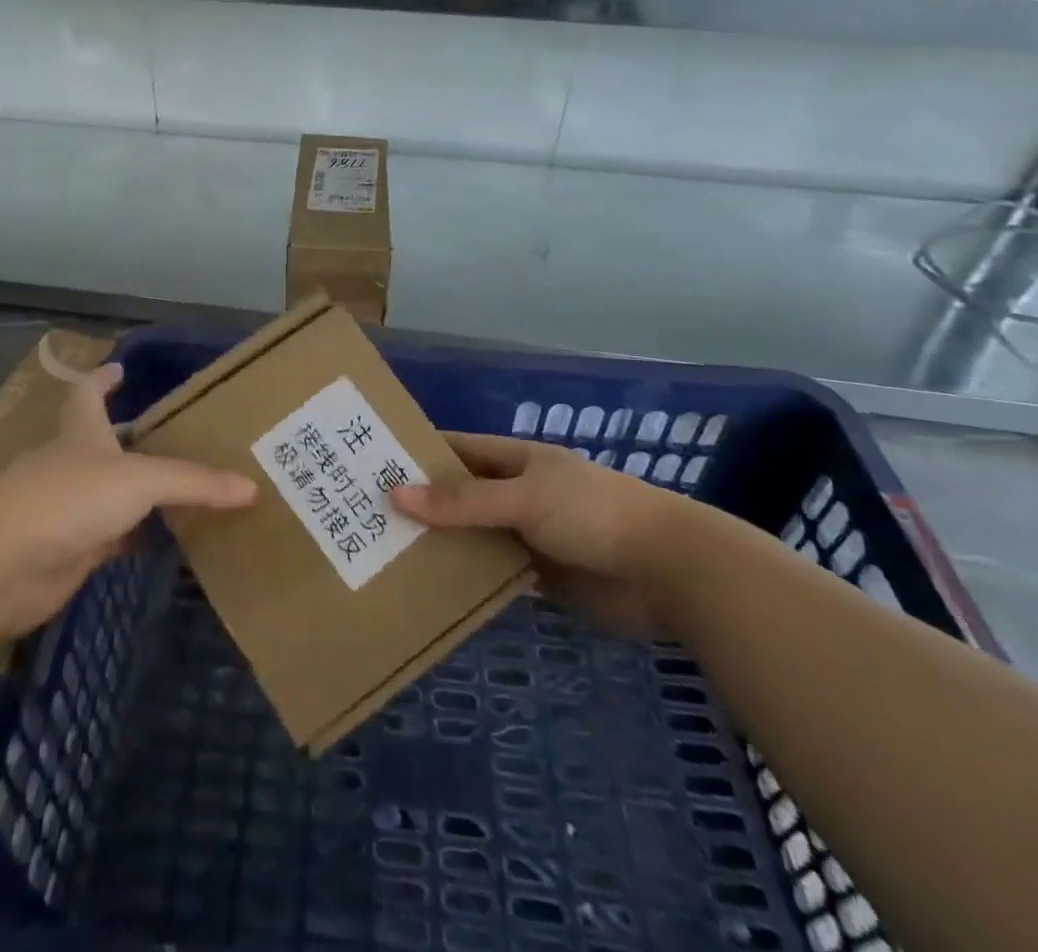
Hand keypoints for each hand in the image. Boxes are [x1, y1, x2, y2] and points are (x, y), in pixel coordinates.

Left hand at [0, 363, 255, 638]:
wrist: (3, 565)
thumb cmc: (68, 498)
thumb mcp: (139, 479)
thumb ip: (194, 483)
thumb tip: (251, 488)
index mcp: (81, 433)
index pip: (87, 394)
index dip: (101, 380)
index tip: (119, 369)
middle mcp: (72, 466)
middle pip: (101, 445)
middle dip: (130, 440)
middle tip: (175, 437)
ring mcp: (67, 510)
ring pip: (110, 495)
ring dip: (138, 494)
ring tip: (182, 489)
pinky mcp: (69, 553)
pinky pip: (113, 540)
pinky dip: (137, 539)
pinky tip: (165, 542)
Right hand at [391, 433, 692, 636]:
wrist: (669, 570)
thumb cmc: (592, 514)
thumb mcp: (523, 498)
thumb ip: (461, 502)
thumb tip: (395, 494)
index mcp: (516, 460)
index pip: (457, 448)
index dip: (418, 452)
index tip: (372, 463)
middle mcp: (518, 492)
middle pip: (461, 495)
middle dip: (422, 503)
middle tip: (367, 516)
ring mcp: (530, 535)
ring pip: (475, 536)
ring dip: (443, 544)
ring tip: (387, 554)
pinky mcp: (543, 576)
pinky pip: (495, 573)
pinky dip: (470, 579)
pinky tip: (433, 590)